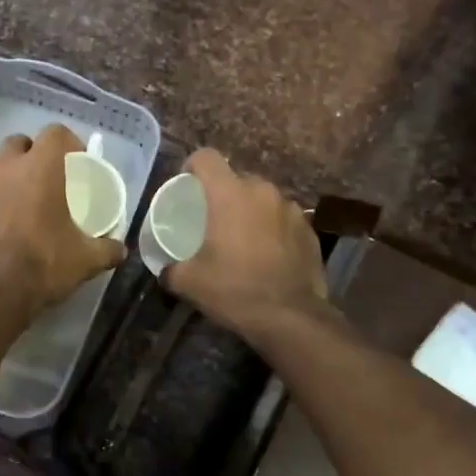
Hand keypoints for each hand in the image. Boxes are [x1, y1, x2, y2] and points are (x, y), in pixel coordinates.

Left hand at [0, 124, 125, 319]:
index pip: (56, 133)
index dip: (67, 143)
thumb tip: (120, 249)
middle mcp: (6, 164)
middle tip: (42, 179)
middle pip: (20, 143)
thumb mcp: (85, 261)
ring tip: (11, 192)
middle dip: (32, 154)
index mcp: (42, 168)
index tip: (74, 161)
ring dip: (3, 168)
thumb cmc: (42, 267)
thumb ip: (107, 249)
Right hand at [164, 148, 325, 331]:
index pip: (206, 157)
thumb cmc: (234, 290)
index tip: (187, 186)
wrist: (291, 317)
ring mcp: (291, 208)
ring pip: (262, 199)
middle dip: (223, 194)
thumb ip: (172, 268)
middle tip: (212, 220)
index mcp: (229, 194)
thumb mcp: (190, 282)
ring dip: (250, 212)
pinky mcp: (309, 229)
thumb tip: (166, 269)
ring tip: (242, 238)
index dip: (192, 166)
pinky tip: (267, 255)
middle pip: (236, 178)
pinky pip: (283, 219)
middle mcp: (262, 191)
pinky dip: (272, 229)